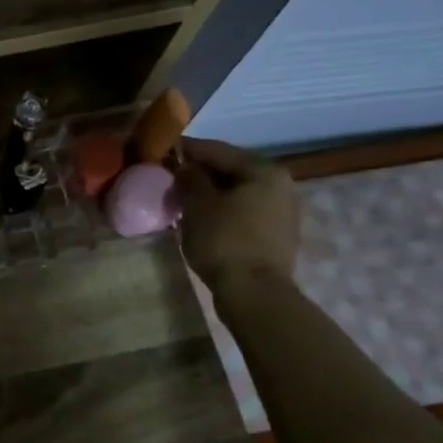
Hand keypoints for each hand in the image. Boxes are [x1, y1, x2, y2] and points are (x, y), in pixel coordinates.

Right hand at [175, 138, 298, 296]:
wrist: (254, 293)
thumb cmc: (224, 241)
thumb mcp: (197, 205)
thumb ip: (189, 179)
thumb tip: (185, 167)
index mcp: (262, 170)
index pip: (216, 149)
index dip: (186, 149)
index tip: (161, 150)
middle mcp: (279, 183)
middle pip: (230, 169)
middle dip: (199, 172)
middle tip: (169, 178)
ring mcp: (281, 210)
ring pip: (237, 191)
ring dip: (210, 192)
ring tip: (182, 200)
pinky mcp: (276, 233)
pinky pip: (243, 210)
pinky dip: (222, 209)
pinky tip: (202, 219)